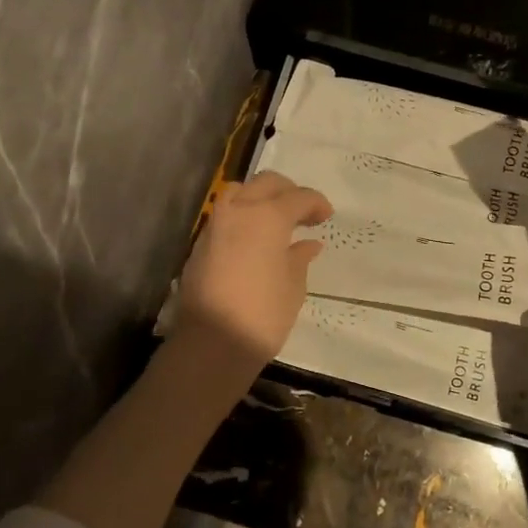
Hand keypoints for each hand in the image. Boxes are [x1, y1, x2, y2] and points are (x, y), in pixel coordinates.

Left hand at [175, 171, 332, 371]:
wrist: (211, 343)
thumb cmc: (264, 314)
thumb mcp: (293, 286)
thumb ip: (299, 258)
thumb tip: (307, 244)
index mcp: (268, 217)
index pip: (298, 197)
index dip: (316, 204)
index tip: (326, 216)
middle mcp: (239, 211)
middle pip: (266, 184)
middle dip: (288, 191)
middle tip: (304, 211)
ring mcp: (215, 225)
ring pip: (239, 192)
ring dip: (260, 197)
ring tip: (276, 218)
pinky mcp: (200, 243)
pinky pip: (225, 214)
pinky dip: (243, 215)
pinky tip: (254, 237)